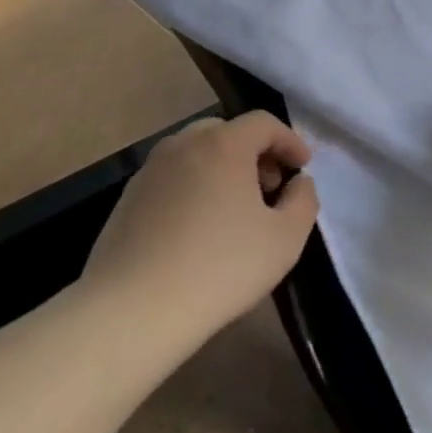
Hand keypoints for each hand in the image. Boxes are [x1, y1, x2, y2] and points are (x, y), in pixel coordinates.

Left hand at [82, 111, 319, 346]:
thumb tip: (298, 182)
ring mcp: (150, 170)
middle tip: (269, 187)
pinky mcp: (127, 199)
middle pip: (226, 132)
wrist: (134, 310)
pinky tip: (198, 228)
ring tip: (234, 209)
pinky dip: (194, 187)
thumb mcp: (285, 239)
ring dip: (222, 168)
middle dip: (255, 152)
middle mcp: (183, 145)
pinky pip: (172, 178)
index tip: (303, 166)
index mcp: (223, 145)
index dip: (289, 140)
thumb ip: (304, 200)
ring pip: (195, 153)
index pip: (263, 122)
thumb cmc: (220, 268)